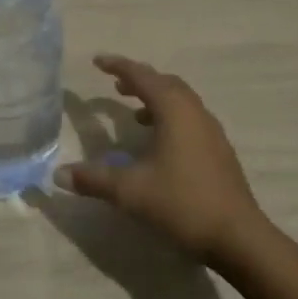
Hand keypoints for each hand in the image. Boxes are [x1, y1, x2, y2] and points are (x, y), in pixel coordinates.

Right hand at [62, 55, 267, 266]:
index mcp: (174, 111)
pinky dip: (170, 118)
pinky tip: (159, 144)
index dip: (118, 66)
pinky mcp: (219, 151)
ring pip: (181, 101)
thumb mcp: (130, 191)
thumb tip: (58, 174)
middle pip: (166, 84)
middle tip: (115, 84)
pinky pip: (190, 119)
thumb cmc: (182, 203)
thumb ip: (94, 179)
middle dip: (140, 80)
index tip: (97, 61)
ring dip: (156, 99)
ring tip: (134, 113)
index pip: (143, 77)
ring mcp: (211, 132)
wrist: (238, 237)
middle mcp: (195, 113)